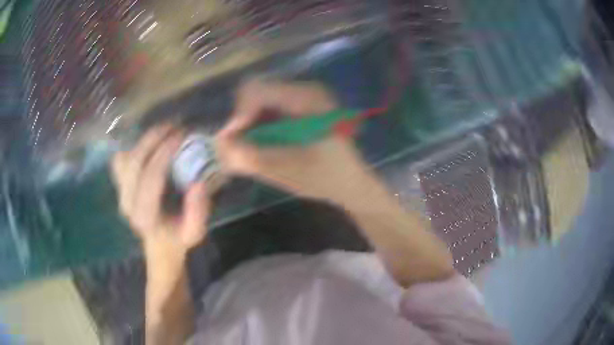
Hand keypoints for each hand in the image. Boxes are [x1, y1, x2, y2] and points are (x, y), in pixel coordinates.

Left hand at [112, 124, 209, 254]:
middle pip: (134, 162)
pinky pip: (120, 159)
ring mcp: (120, 192)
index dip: (165, 153)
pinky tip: (151, 146)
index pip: (150, 177)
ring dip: (145, 139)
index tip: (182, 135)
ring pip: (126, 157)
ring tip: (166, 129)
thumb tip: (198, 184)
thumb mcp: (195, 232)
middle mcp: (127, 203)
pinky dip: (134, 147)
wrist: (159, 242)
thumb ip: (198, 212)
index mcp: (145, 216)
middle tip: (175, 125)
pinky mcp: (119, 184)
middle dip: (154, 138)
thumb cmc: (178, 236)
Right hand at [216, 80, 375, 204]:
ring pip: (261, 99)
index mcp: (307, 98)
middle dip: (242, 120)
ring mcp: (305, 96)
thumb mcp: (286, 170)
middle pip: (257, 92)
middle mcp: (306, 89)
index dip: (238, 115)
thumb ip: (250, 158)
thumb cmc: (326, 178)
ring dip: (250, 123)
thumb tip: (217, 147)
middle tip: (239, 147)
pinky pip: (271, 107)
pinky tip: (263, 143)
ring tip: (250, 148)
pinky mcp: (302, 105)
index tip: (231, 142)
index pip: (257, 90)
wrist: (353, 183)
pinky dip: (260, 124)